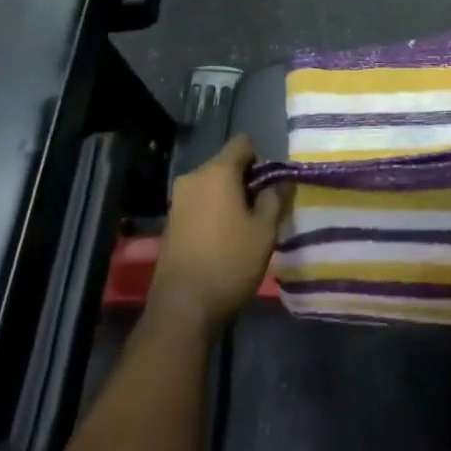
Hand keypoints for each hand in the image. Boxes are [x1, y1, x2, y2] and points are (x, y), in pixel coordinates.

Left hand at [150, 136, 287, 333]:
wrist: (183, 307)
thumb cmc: (230, 262)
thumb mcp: (265, 231)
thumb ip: (275, 198)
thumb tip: (280, 182)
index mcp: (217, 172)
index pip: (243, 143)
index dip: (262, 159)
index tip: (271, 186)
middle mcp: (193, 177)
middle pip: (227, 163)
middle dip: (247, 180)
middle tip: (264, 209)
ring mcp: (178, 199)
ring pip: (213, 184)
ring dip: (231, 197)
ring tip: (247, 226)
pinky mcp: (171, 221)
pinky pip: (200, 202)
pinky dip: (215, 210)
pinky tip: (226, 238)